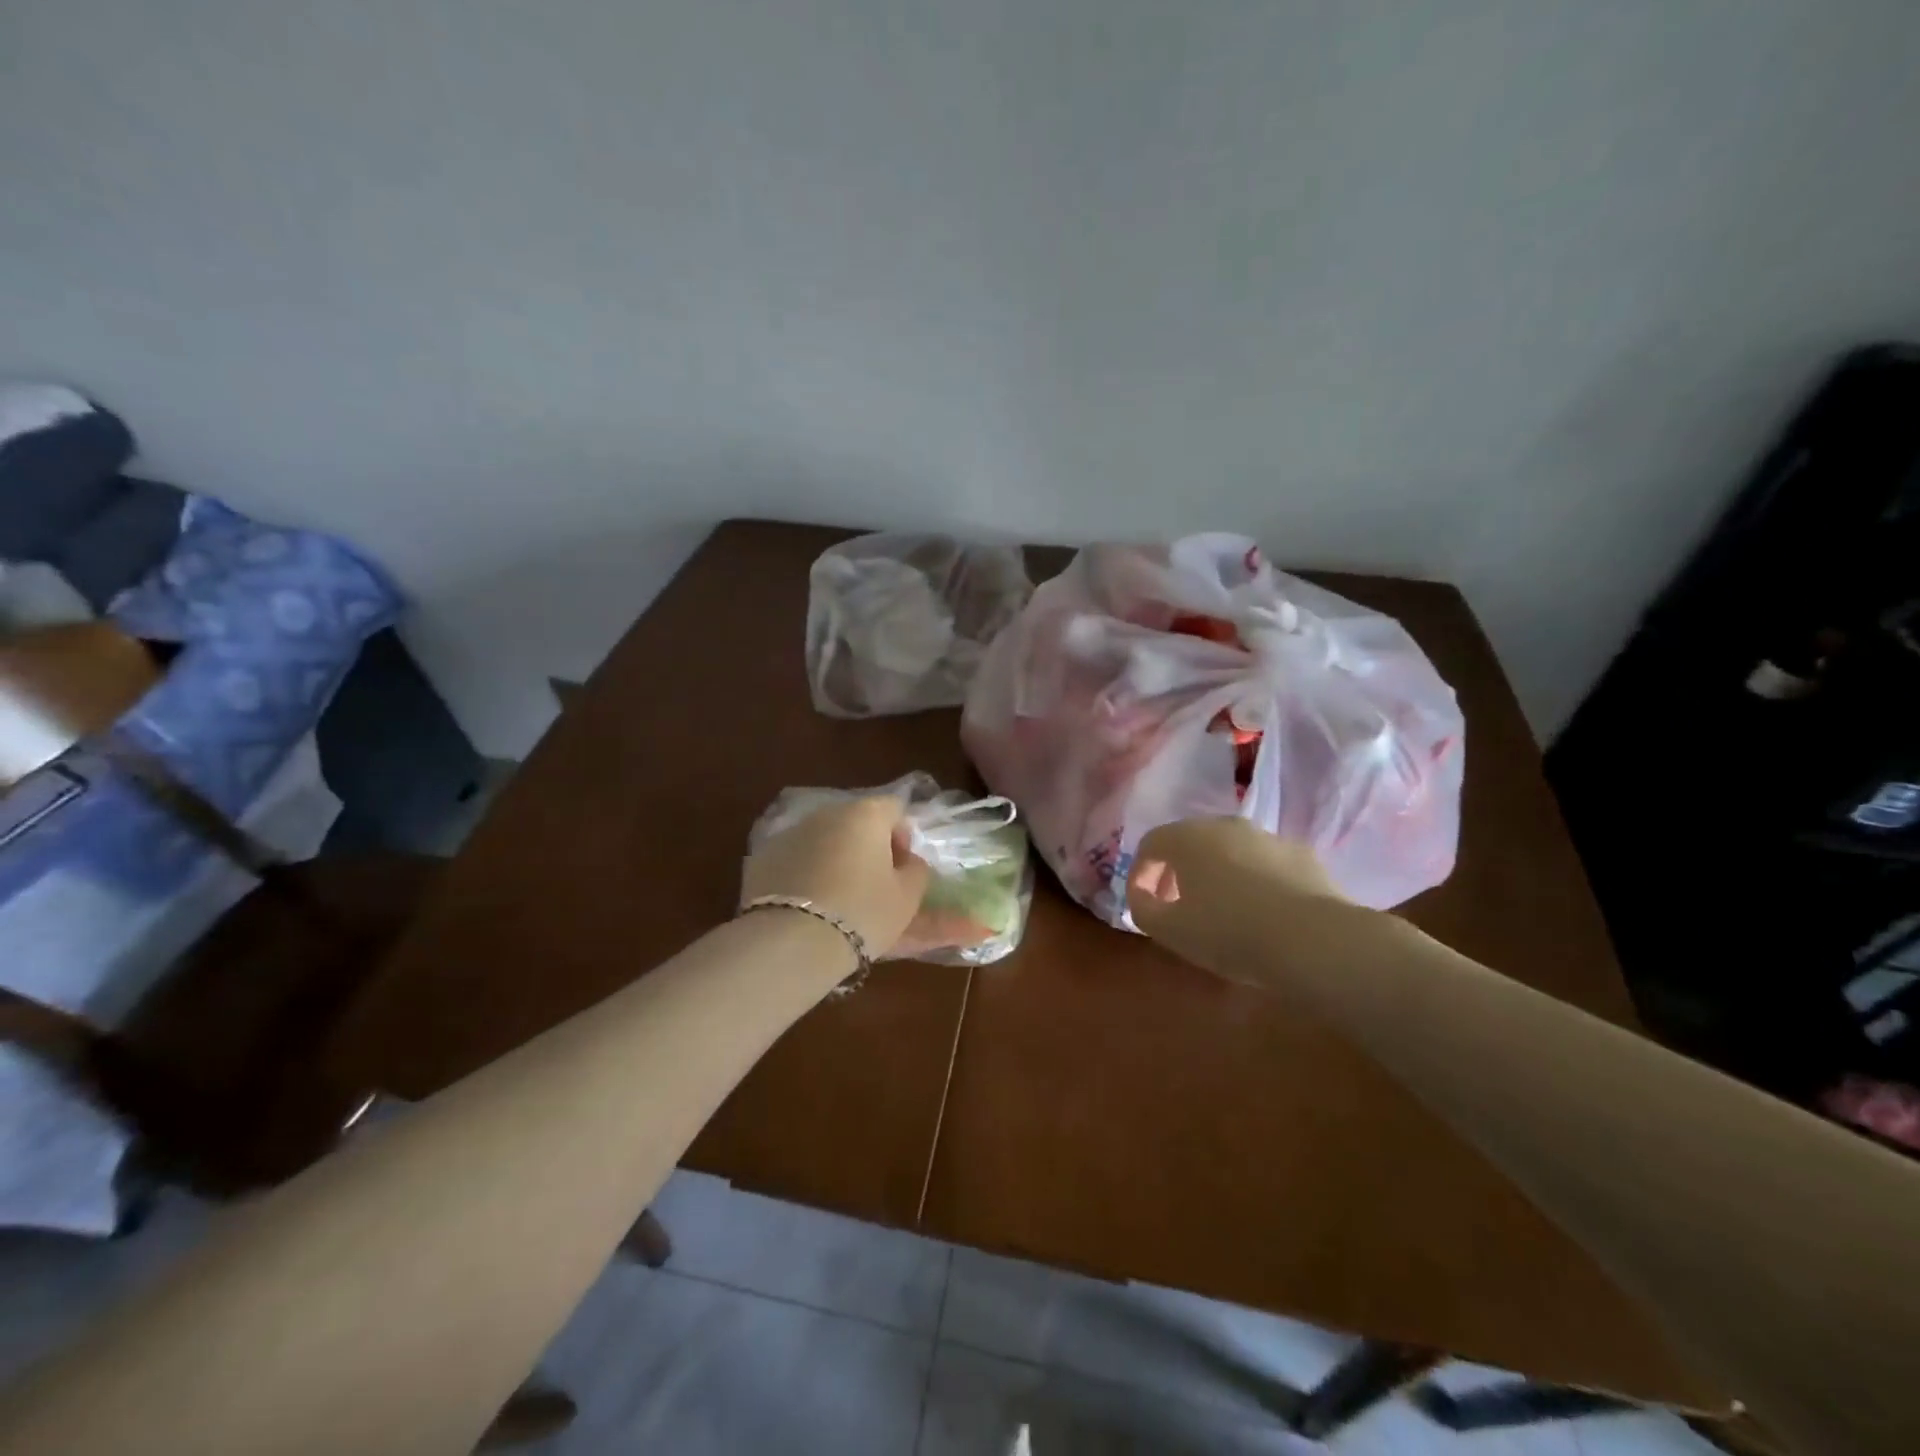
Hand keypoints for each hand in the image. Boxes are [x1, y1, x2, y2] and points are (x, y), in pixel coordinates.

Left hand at [741, 796, 930, 956]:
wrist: (791, 942)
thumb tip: (907, 860)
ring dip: (835, 859)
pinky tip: (807, 906)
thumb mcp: (907, 897)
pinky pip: (795, 859)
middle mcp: (826, 814)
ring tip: (837, 899)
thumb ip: (915, 870)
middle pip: (856, 821)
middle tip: (872, 885)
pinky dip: (805, 874)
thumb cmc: (862, 913)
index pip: (894, 809)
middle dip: (867, 847)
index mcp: (865, 814)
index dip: (903, 836)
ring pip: (823, 840)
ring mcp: (790, 833)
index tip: (901, 868)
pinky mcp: (762, 858)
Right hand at [1125, 817, 1345, 984]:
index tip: (1142, 903)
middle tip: (1176, 906)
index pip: (1150, 845)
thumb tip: (1142, 896)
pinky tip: (1260, 913)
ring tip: (1220, 911)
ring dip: (1216, 874)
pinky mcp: (1301, 855)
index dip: (1140, 874)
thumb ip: (1142, 909)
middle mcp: (1224, 825)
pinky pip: (1263, 864)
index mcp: (1187, 837)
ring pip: (1229, 851)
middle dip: (1177, 872)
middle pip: (1189, 842)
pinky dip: (1253, 881)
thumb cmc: (1228, 931)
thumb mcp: (1169, 930)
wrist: (1314, 940)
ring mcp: (1266, 837)